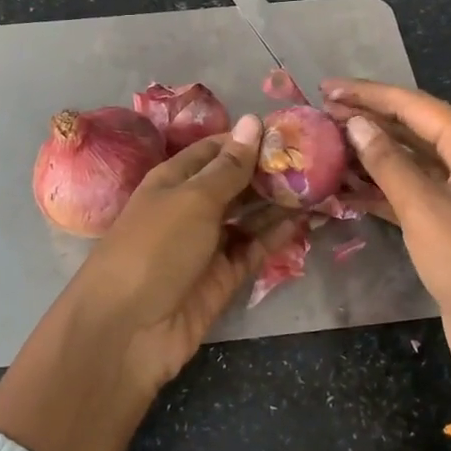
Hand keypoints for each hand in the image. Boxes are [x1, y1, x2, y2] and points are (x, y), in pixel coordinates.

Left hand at [0, 116, 289, 450]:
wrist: (127, 330)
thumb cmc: (155, 247)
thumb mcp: (193, 199)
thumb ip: (229, 166)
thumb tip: (254, 120)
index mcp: (174, 180)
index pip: (215, 149)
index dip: (248, 139)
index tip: (291, 130)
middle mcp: (191, 207)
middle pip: (235, 182)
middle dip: (270, 170)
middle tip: (321, 157)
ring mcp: (208, 244)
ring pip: (249, 216)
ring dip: (279, 202)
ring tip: (323, 184)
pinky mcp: (223, 277)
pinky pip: (254, 248)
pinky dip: (278, 235)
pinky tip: (307, 219)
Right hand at [324, 79, 450, 429]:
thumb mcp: (424, 208)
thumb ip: (388, 162)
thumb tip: (357, 123)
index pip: (415, 106)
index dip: (369, 94)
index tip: (327, 89)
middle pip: (414, 129)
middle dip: (369, 120)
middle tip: (321, 114)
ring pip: (411, 163)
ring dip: (371, 156)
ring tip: (327, 147)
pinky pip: (412, 195)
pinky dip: (381, 190)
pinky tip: (346, 189)